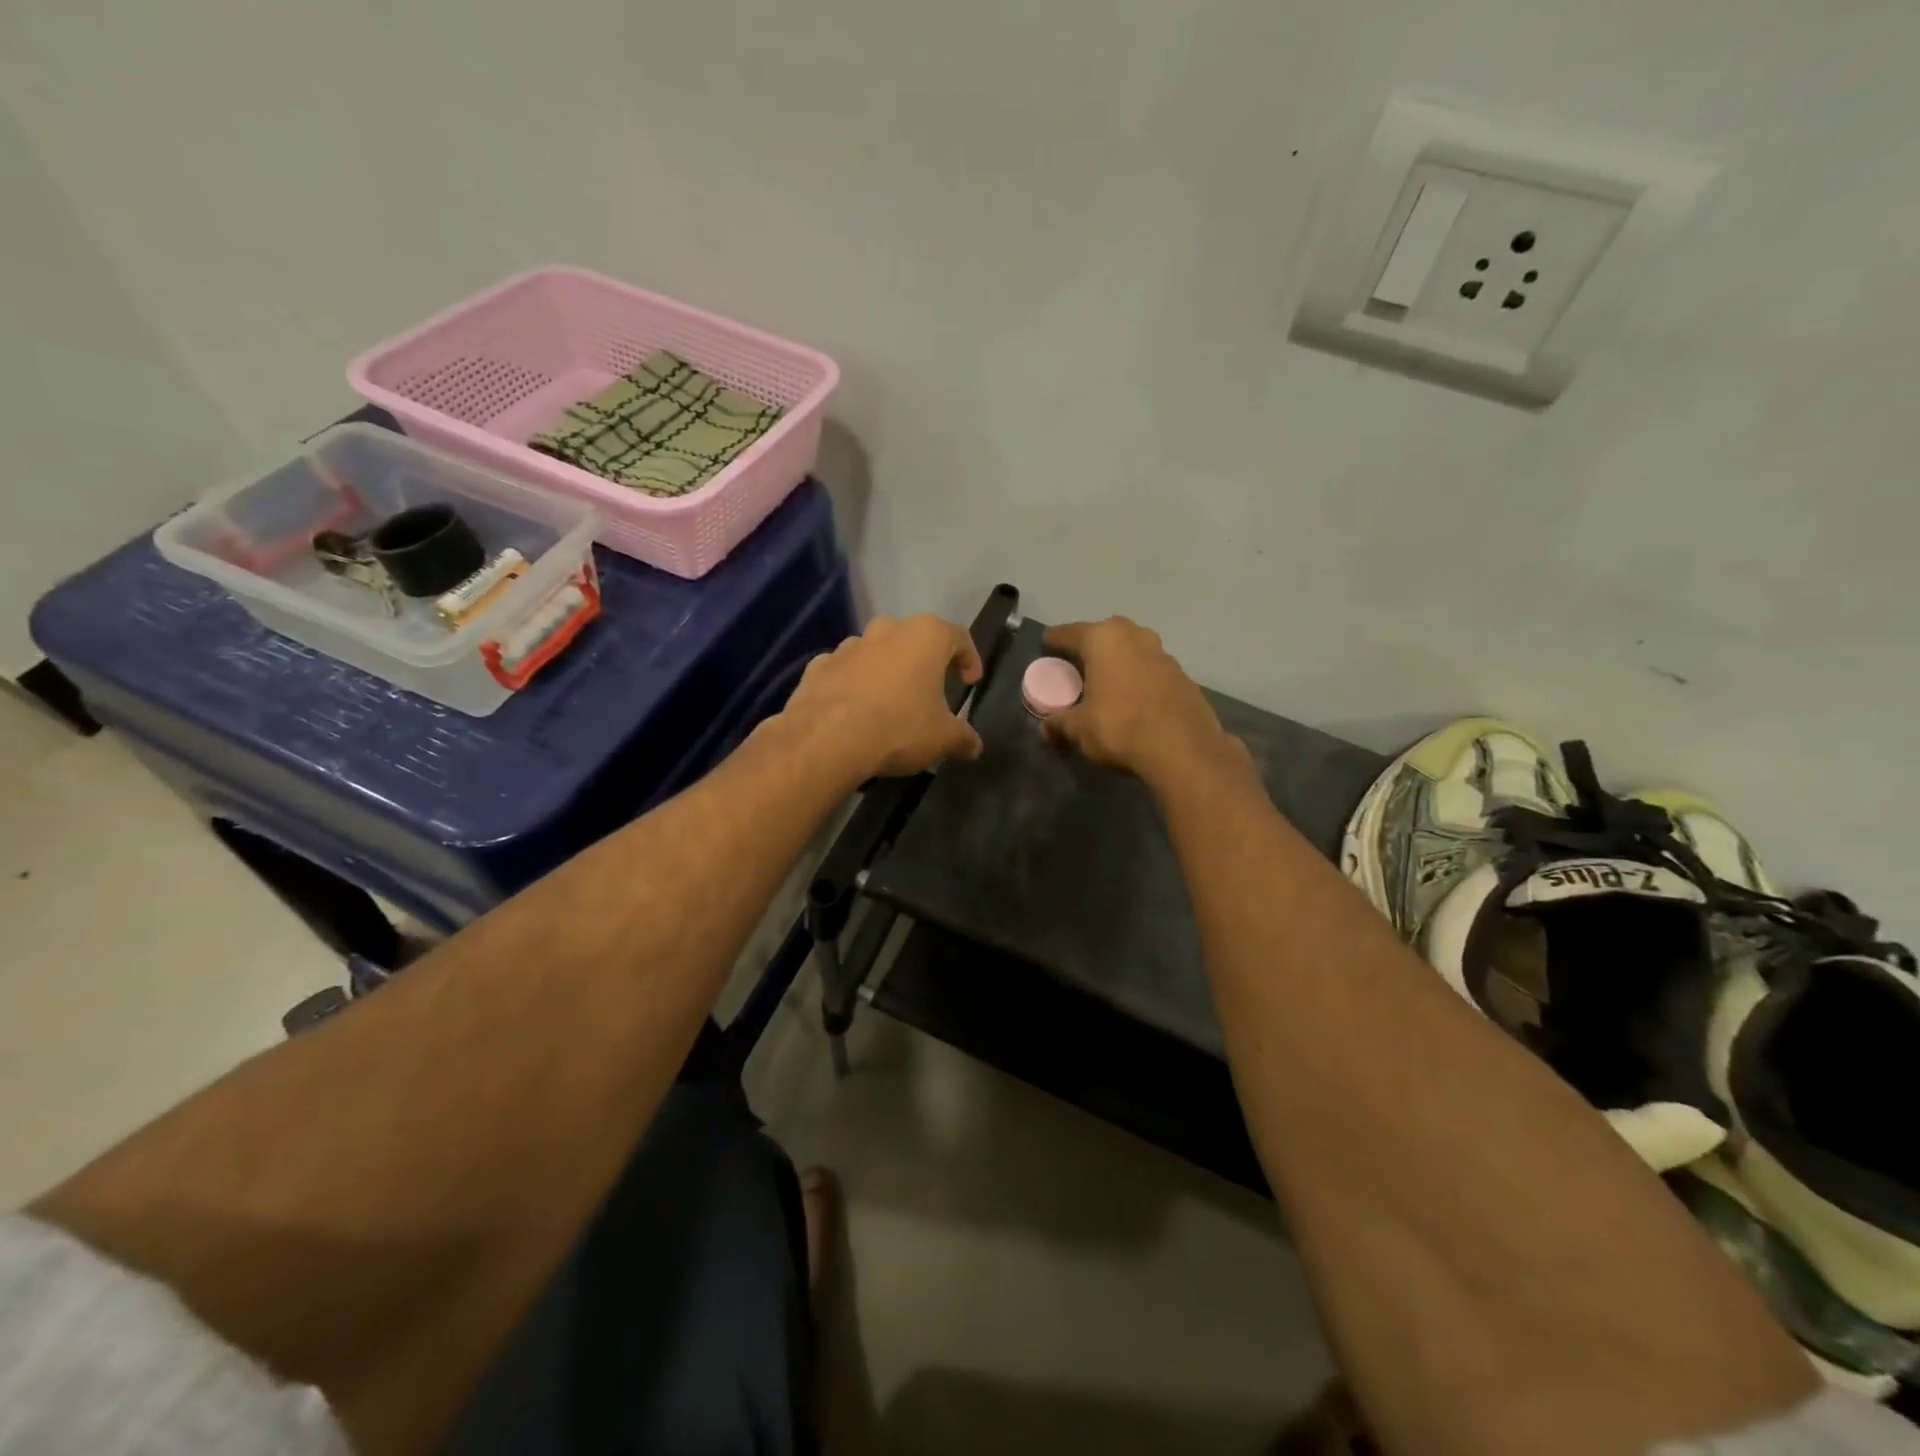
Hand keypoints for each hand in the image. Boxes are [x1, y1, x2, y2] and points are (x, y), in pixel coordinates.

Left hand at [781, 614, 983, 781]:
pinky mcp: (817, 666)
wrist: (826, 740)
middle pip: (912, 639)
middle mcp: (886, 630)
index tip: (970, 681)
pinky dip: (852, 684)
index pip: (958, 637)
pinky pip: (843, 671)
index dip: (968, 658)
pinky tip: (854, 711)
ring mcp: (848, 646)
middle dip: (922, 661)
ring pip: (875, 652)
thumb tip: (974, 746)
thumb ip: (963, 738)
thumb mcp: (943, 739)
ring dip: (885, 670)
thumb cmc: (898, 728)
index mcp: (925, 636)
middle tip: (929, 690)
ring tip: (889, 702)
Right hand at [1041, 618, 1248, 785]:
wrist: (1183, 749)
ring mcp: (1162, 652)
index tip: (1045, 646)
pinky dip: (1138, 677)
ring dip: (1118, 660)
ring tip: (1106, 681)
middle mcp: (1134, 635)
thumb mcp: (1079, 729)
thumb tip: (1046, 731)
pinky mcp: (1182, 674)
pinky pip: (1150, 668)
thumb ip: (1059, 724)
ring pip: (1131, 649)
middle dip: (1089, 647)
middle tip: (1077, 665)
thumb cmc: (1120, 727)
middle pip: (1103, 634)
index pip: (1068, 633)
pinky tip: (1132, 698)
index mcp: (1103, 639)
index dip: (1053, 641)